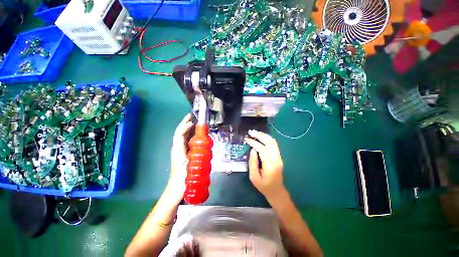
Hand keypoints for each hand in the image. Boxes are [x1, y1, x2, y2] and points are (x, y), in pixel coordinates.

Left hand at [167, 114, 193, 201]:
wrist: (177, 190)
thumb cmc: (183, 179)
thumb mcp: (189, 167)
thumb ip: (194, 154)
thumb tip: (198, 142)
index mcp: (178, 150)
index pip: (179, 134)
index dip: (184, 126)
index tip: (192, 120)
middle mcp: (177, 148)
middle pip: (180, 133)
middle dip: (185, 123)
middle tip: (193, 116)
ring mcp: (180, 151)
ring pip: (183, 136)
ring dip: (189, 128)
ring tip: (196, 123)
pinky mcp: (184, 154)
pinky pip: (187, 142)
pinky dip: (191, 136)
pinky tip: (197, 135)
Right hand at [245, 130, 285, 200]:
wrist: (276, 191)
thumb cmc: (263, 186)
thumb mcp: (254, 177)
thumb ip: (253, 162)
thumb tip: (253, 149)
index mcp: (270, 165)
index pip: (262, 149)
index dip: (254, 143)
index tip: (247, 139)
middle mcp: (277, 159)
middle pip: (270, 142)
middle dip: (260, 135)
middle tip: (251, 132)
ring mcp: (279, 158)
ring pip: (273, 142)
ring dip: (264, 136)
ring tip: (255, 133)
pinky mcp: (279, 157)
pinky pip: (274, 145)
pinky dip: (267, 139)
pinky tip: (261, 137)